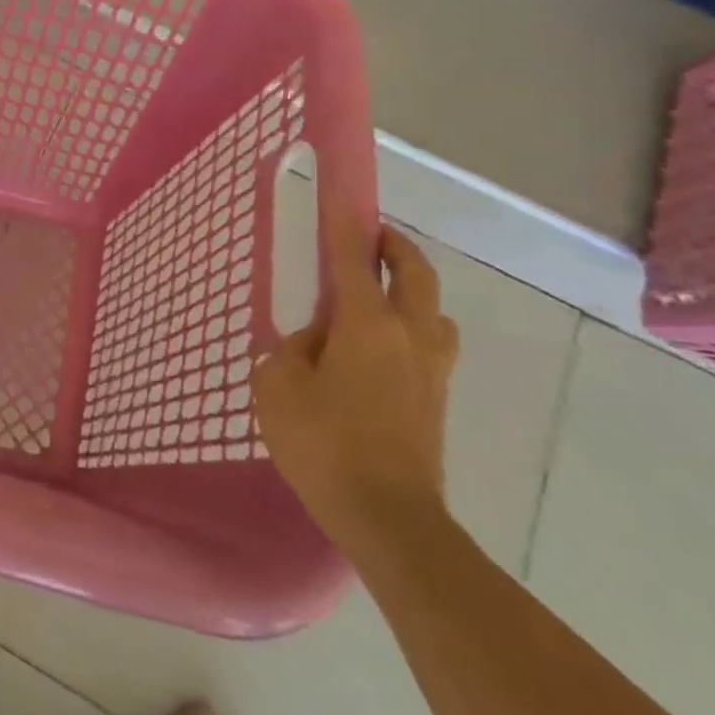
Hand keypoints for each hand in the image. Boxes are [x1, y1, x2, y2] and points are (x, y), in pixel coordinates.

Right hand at [254, 202, 458, 557]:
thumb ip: (290, 350)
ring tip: (376, 297)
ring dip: (410, 289)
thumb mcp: (278, 387)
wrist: (390, 520)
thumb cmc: (325, 445)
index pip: (351, 258)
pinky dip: (411, 326)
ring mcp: (431, 368)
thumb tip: (314, 343)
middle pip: (413, 272)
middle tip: (368, 237)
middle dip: (393, 246)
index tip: (338, 194)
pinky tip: (380, 349)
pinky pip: (430, 342)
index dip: (343, 222)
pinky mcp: (437, 399)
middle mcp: (408, 335)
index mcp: (367, 324)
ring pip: (431, 308)